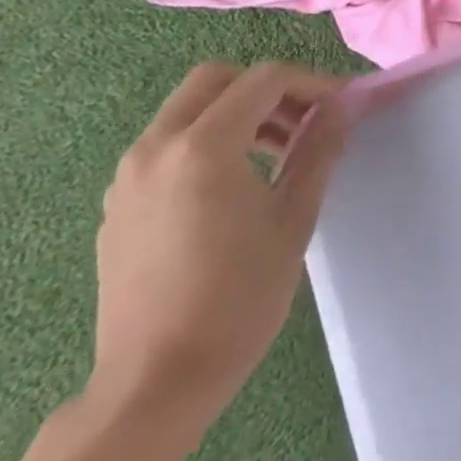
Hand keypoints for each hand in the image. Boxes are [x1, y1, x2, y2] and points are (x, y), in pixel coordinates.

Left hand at [88, 63, 347, 434]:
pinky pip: (167, 146)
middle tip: (307, 119)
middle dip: (267, 88)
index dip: (312, 83)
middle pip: (215, 80)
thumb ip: (318, 151)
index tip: (342, 106)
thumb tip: (341, 107)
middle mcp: (155, 149)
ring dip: (237, 113)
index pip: (264, 80)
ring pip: (187, 111)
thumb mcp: (294, 217)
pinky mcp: (119, 204)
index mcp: (202, 148)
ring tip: (281, 152)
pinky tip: (238, 185)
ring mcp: (129, 177)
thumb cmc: (239, 297)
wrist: (156, 381)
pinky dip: (208, 141)